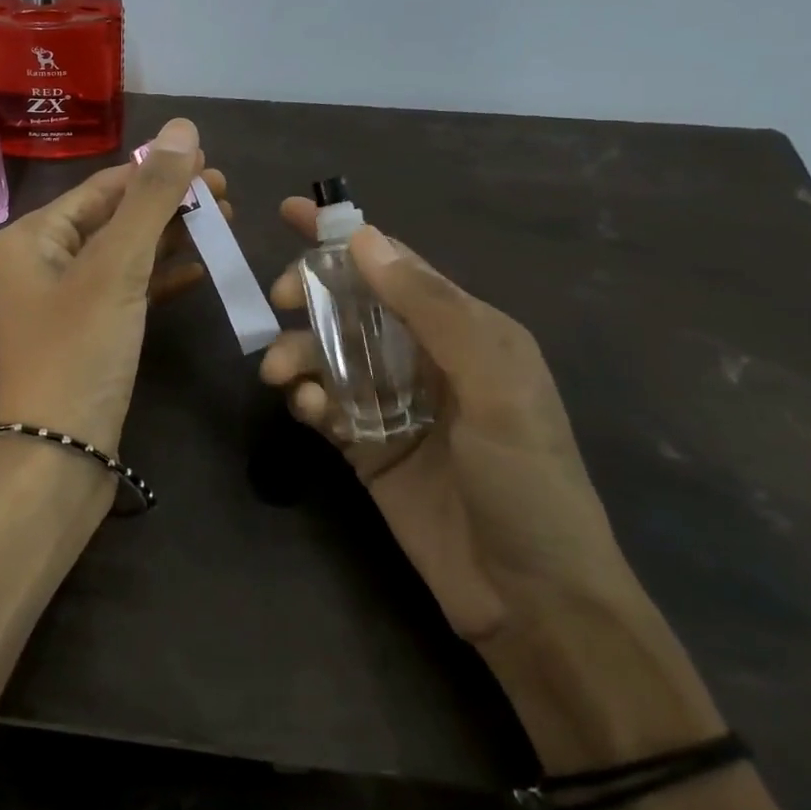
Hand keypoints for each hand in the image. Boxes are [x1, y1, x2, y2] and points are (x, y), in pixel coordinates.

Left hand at [0, 117, 227, 453]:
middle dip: (169, 206)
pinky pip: (126, 294)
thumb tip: (181, 128)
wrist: (53, 462)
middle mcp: (41, 264)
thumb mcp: (115, 270)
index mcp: (32, 237)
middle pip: (114, 219)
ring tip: (224, 226)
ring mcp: (63, 304)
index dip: (157, 172)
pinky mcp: (86, 338)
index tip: (213, 165)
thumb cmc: (76, 356)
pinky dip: (160, 280)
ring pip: (124, 257)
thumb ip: (150, 199)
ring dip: (170, 240)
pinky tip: (200, 271)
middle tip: (227, 198)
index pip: (103, 187)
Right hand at [260, 197, 638, 646]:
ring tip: (286, 377)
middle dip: (309, 292)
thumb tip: (364, 239)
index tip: (288, 210)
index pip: (393, 264)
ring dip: (299, 352)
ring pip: (325, 351)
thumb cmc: (526, 479)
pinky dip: (306, 399)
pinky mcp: (364, 445)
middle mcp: (422, 356)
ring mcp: (390, 402)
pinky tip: (311, 414)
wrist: (531, 598)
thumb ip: (430, 307)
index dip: (341, 235)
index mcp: (463, 328)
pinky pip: (321, 403)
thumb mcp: (494, 381)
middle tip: (279, 300)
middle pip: (349, 302)